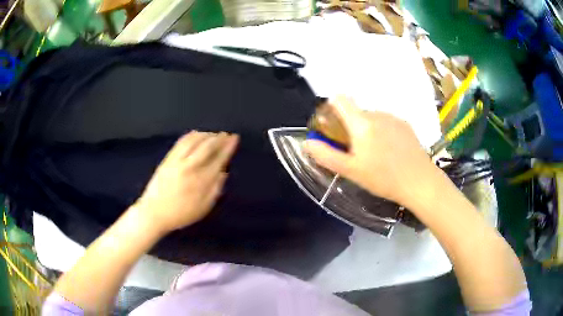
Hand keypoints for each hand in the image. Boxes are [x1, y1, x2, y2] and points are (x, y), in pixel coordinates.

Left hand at [134, 131, 238, 232]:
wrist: (154, 212)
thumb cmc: (181, 214)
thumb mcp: (203, 208)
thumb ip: (215, 190)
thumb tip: (224, 172)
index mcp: (201, 181)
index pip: (218, 159)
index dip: (228, 147)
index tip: (234, 139)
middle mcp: (190, 167)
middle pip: (207, 146)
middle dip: (219, 138)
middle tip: (226, 134)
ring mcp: (177, 161)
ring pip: (194, 141)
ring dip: (206, 135)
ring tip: (214, 134)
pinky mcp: (168, 159)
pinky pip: (181, 142)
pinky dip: (191, 135)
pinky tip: (196, 134)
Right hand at [304, 96, 436, 207]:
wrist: (420, 182)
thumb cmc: (383, 179)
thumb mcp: (351, 171)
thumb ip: (326, 155)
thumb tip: (306, 142)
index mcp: (362, 123)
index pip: (340, 99)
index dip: (331, 108)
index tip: (333, 127)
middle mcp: (377, 114)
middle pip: (356, 112)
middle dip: (350, 127)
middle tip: (355, 152)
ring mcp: (393, 118)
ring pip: (371, 118)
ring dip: (367, 130)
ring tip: (375, 154)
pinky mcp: (405, 125)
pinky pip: (386, 122)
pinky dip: (382, 132)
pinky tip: (390, 152)